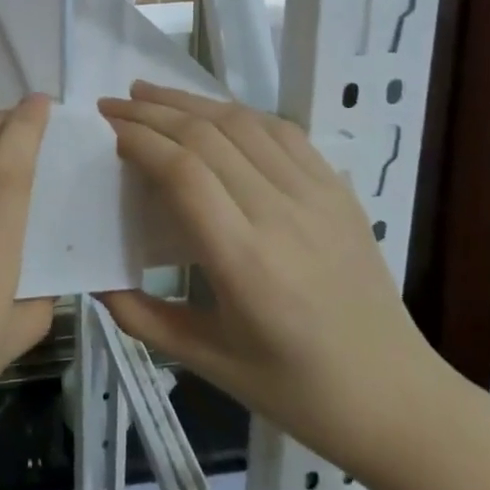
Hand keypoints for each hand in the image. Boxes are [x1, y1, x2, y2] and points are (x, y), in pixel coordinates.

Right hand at [97, 82, 456, 487]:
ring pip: (243, 123)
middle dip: (153, 111)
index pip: (183, 173)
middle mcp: (280, 216)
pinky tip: (213, 111)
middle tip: (114, 103)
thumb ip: (140, 317)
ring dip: (191, 101)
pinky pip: (283, 133)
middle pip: (207, 136)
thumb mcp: (206, 362)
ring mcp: (316, 197)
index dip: (141, 140)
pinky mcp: (338, 190)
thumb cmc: (294, 388)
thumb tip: (93, 278)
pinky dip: (239, 113)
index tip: (109, 129)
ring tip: (150, 92)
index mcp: (244, 262)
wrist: (395, 397)